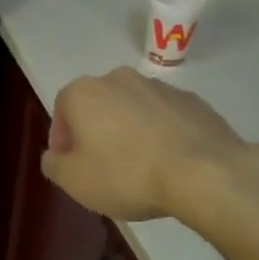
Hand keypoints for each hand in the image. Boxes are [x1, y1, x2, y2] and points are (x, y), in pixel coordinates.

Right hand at [42, 67, 258, 221]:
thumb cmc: (127, 174)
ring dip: (129, 131)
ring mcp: (159, 87)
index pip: (61, 110)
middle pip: (98, 106)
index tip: (71, 165)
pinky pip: (165, 117)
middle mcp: (119, 78)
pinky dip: (161, 134)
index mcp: (85, 92)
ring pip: (132, 109)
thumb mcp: (75, 181)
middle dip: (96, 132)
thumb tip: (55, 155)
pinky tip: (168, 162)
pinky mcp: (192, 101)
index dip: (62, 139)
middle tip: (102, 167)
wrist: (204, 173)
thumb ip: (54, 165)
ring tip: (139, 167)